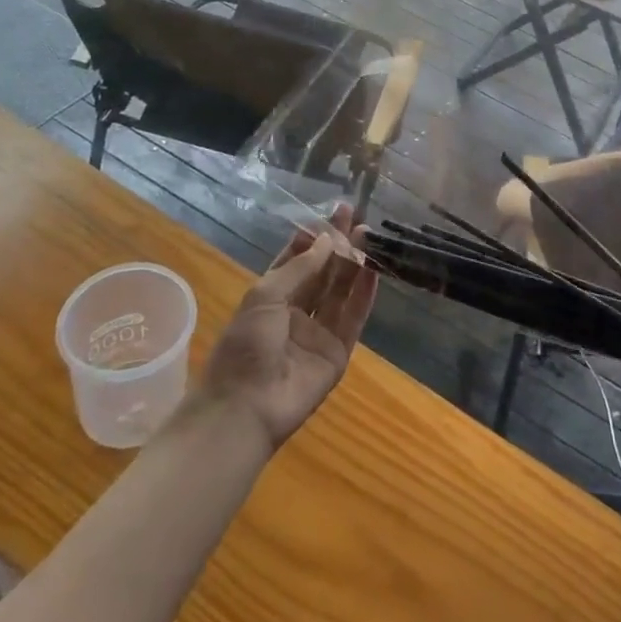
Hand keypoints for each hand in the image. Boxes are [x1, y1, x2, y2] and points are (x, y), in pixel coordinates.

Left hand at [201, 205, 377, 447]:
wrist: (247, 407)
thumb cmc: (245, 345)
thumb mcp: (264, 296)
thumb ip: (300, 267)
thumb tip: (328, 240)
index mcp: (271, 298)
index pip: (297, 260)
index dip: (314, 237)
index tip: (333, 213)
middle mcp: (296, 312)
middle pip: (323, 272)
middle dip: (338, 244)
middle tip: (356, 216)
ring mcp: (318, 332)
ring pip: (341, 290)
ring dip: (355, 263)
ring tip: (370, 235)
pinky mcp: (338, 352)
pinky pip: (354, 317)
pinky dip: (365, 293)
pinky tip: (375, 269)